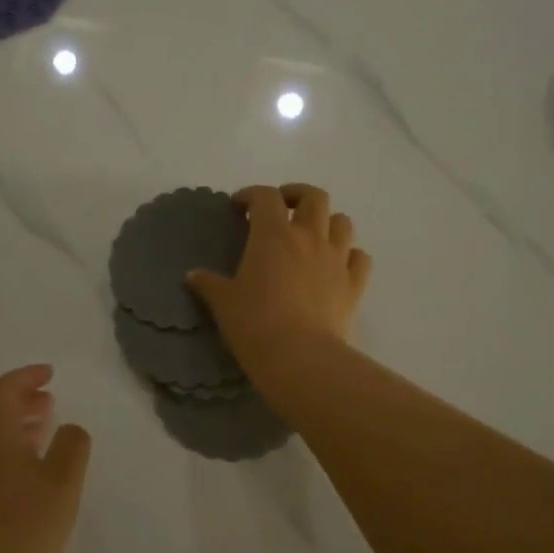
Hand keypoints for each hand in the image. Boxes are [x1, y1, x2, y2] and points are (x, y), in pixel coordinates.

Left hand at [0, 365, 90, 552]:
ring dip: (15, 421)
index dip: (26, 376)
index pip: (3, 390)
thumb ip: (72, 446)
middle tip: (49, 397)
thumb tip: (71, 428)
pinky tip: (32, 465)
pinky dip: (10, 444)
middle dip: (20, 396)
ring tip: (46, 424)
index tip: (50, 374)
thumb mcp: (62, 484)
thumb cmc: (25, 529)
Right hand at [187, 184, 371, 373]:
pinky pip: (360, 258)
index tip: (239, 207)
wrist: (300, 357)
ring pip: (343, 222)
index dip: (251, 195)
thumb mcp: (223, 303)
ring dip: (328, 222)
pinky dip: (350, 255)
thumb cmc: (255, 324)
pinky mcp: (354, 285)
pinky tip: (338, 265)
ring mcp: (337, 260)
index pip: (265, 197)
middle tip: (282, 208)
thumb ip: (209, 284)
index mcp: (273, 235)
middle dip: (297, 195)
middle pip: (313, 197)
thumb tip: (193, 276)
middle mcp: (309, 238)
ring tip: (313, 235)